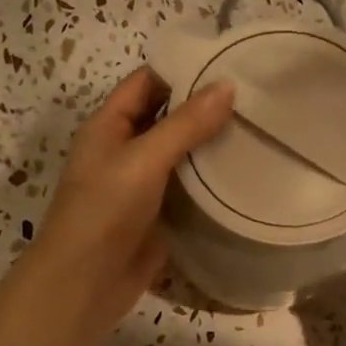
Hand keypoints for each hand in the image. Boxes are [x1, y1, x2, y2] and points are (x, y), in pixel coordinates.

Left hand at [31, 67, 234, 338]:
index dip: (182, 69)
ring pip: (181, 153)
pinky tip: (248, 171)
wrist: (85, 283)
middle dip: (204, 107)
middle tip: (256, 96)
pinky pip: (189, 188)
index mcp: (109, 126)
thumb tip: (228, 86)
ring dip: (212, 144)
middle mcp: (125, 149)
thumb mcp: (143, 159)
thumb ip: (185, 124)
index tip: (229, 62)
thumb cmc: (104, 211)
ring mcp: (142, 184)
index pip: (147, 83)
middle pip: (167, 117)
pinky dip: (213, 180)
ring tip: (261, 127)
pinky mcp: (159, 214)